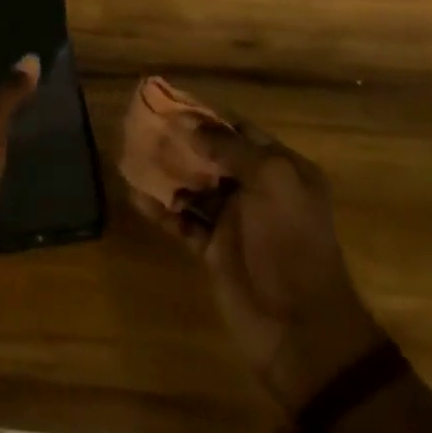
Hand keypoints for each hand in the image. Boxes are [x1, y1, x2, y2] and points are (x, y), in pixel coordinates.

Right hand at [134, 121, 384, 415]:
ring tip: (132, 156)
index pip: (240, 131)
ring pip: (194, 186)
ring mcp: (235, 220)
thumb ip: (231, 149)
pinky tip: (135, 196)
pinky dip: (161, 209)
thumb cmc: (290, 243)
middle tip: (142, 128)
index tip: (169, 104)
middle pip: (213, 156)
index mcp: (282, 169)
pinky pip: (182, 220)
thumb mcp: (271, 181)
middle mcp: (259, 189)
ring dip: (167, 173)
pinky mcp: (213, 249)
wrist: (299, 328)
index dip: (206, 117)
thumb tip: (191, 126)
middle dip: (181, 142)